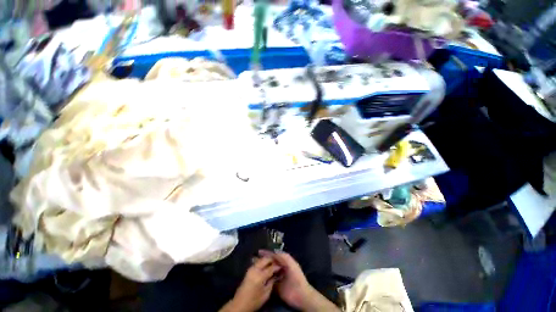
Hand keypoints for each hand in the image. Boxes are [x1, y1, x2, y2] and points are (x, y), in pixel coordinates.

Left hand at [220, 256, 280, 311]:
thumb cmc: (254, 301)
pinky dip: (263, 262)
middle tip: (279, 262)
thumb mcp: (266, 294)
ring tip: (274, 262)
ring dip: (268, 260)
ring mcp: (251, 268)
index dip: (278, 266)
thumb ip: (272, 282)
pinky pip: (258, 262)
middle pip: (266, 259)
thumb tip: (277, 274)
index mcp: (260, 275)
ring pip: (261, 259)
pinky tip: (267, 265)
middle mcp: (255, 269)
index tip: (283, 266)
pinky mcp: (249, 269)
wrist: (240, 304)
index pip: (271, 267)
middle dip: (273, 259)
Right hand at [259, 250, 339, 311]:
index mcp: (285, 262)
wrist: (300, 295)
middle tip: (253, 259)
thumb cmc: (296, 277)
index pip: (274, 255)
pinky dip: (263, 279)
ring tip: (253, 267)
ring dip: (262, 269)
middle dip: (263, 260)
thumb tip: (273, 251)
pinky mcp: (275, 287)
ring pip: (268, 271)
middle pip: (270, 263)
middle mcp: (281, 269)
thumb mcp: (291, 263)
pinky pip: (268, 281)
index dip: (267, 253)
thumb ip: (283, 256)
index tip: (258, 251)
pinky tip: (257, 278)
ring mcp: (278, 278)